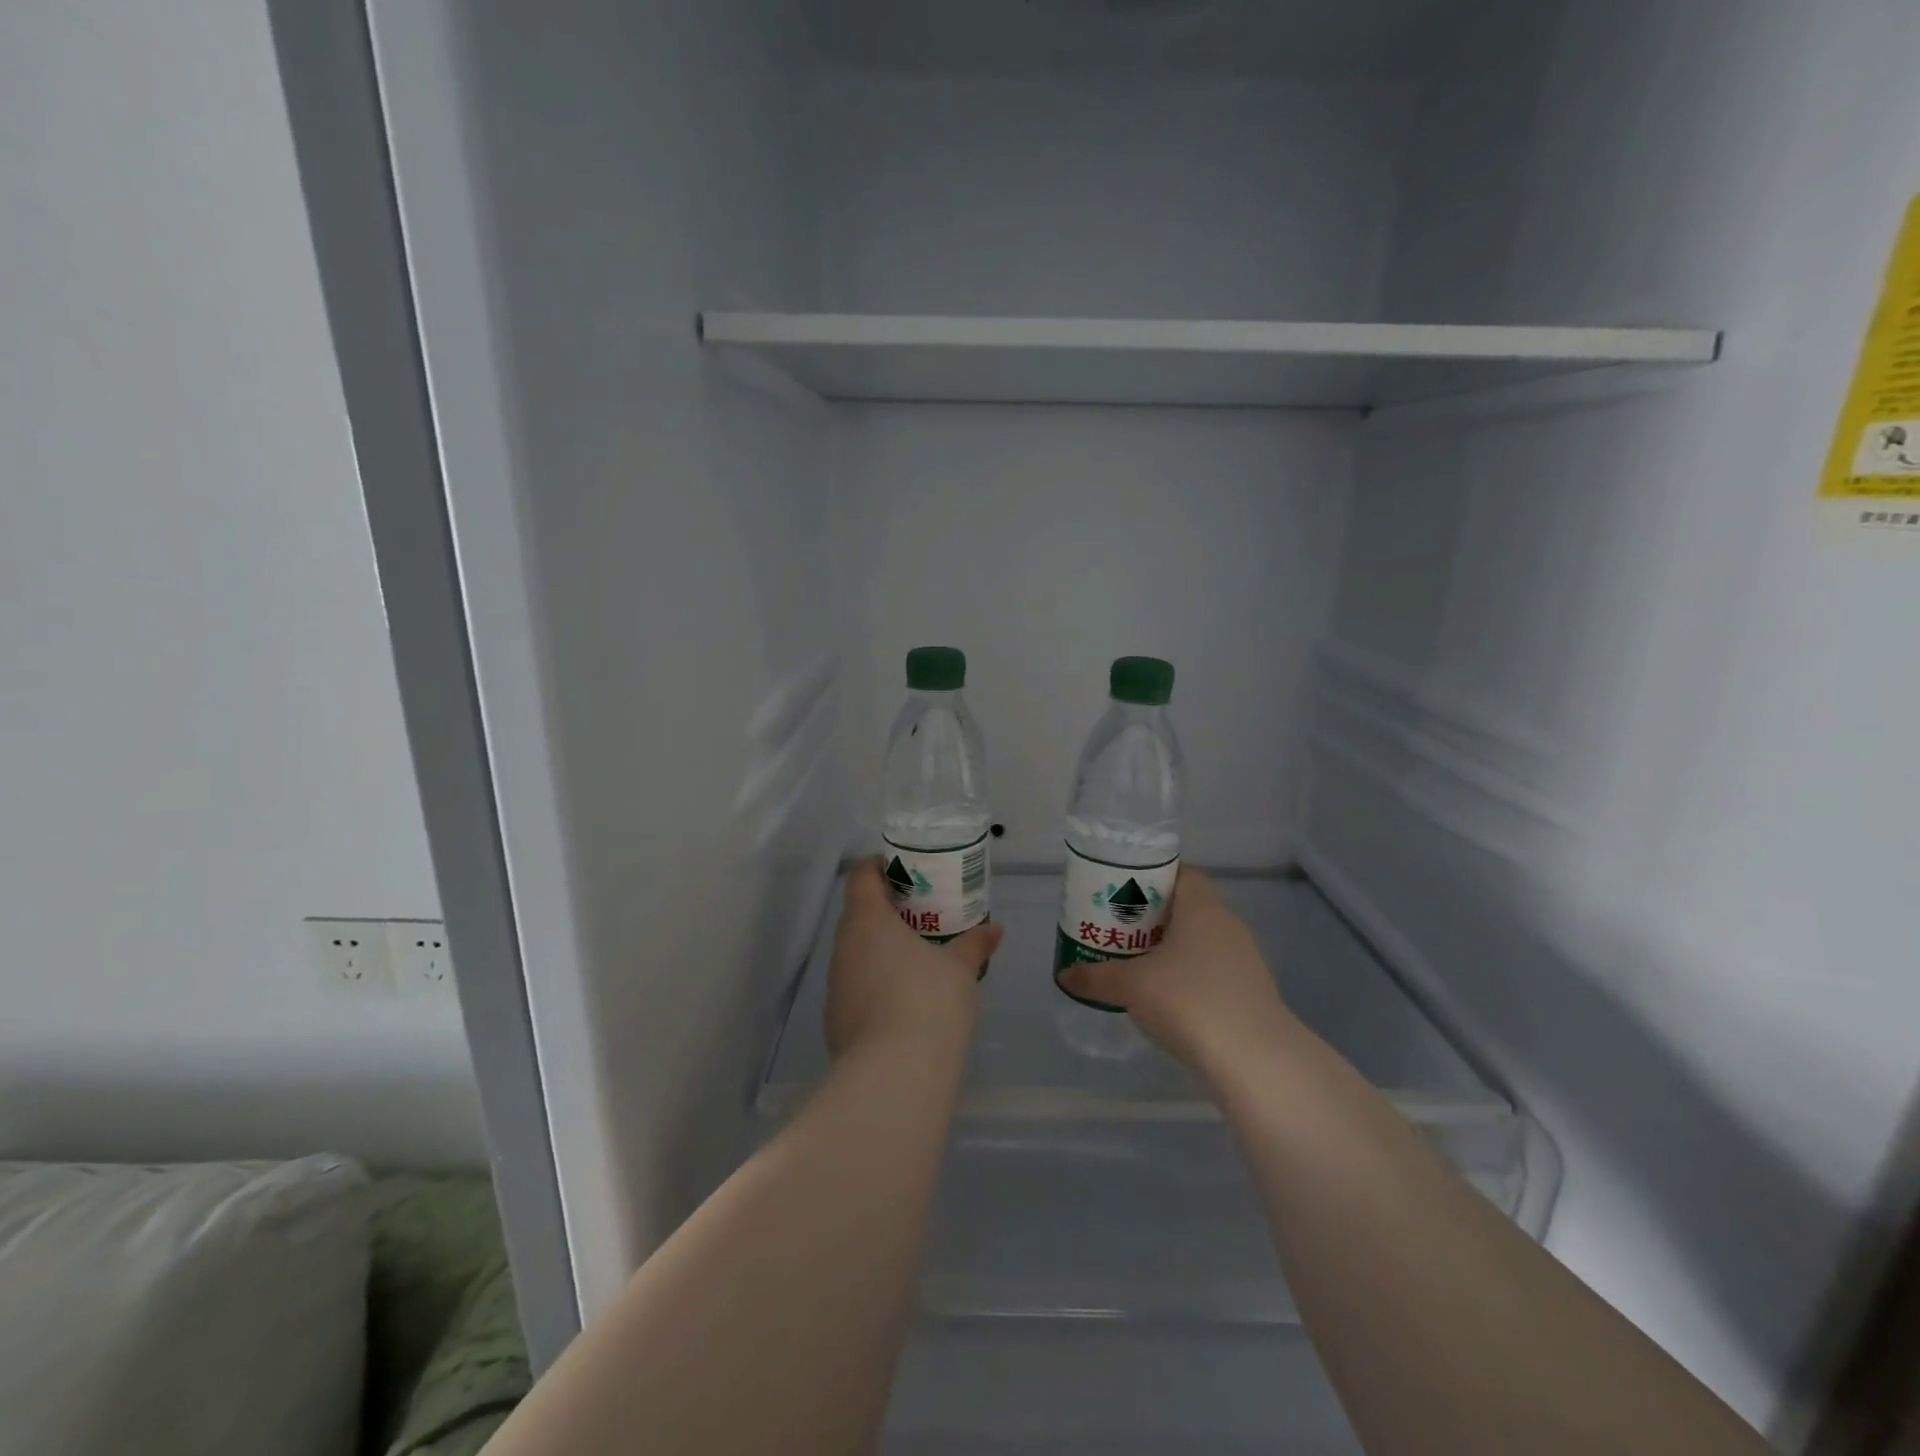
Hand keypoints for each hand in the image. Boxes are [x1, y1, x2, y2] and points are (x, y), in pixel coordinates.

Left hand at [825, 859, 1002, 1061]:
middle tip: (920, 912)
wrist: (893, 1077)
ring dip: (880, 948)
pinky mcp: (836, 1021)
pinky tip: (903, 998)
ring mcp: (835, 986)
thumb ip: (974, 944)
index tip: (905, 870)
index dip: (879, 867)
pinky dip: (876, 983)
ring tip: (915, 955)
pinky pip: (856, 987)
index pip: (861, 877)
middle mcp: (843, 947)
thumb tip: (995, 929)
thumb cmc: (928, 1002)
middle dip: (886, 910)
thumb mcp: (961, 968)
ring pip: (856, 953)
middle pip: (858, 914)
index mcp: (867, 921)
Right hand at [1057, 867, 1302, 1079]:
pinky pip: (1212, 970)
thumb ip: (1095, 977)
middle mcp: (1227, 924)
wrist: (1254, 1059)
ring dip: (1171, 948)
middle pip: (1187, 907)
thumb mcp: (1131, 985)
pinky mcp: (1250, 993)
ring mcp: (1244, 960)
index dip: (1151, 878)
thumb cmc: (1188, 1000)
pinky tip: (1167, 997)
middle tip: (1120, 928)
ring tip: (1137, 963)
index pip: (1181, 873)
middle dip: (1153, 916)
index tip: (1123, 892)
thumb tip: (1064, 975)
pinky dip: (1189, 976)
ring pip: (1200, 941)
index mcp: (1202, 907)